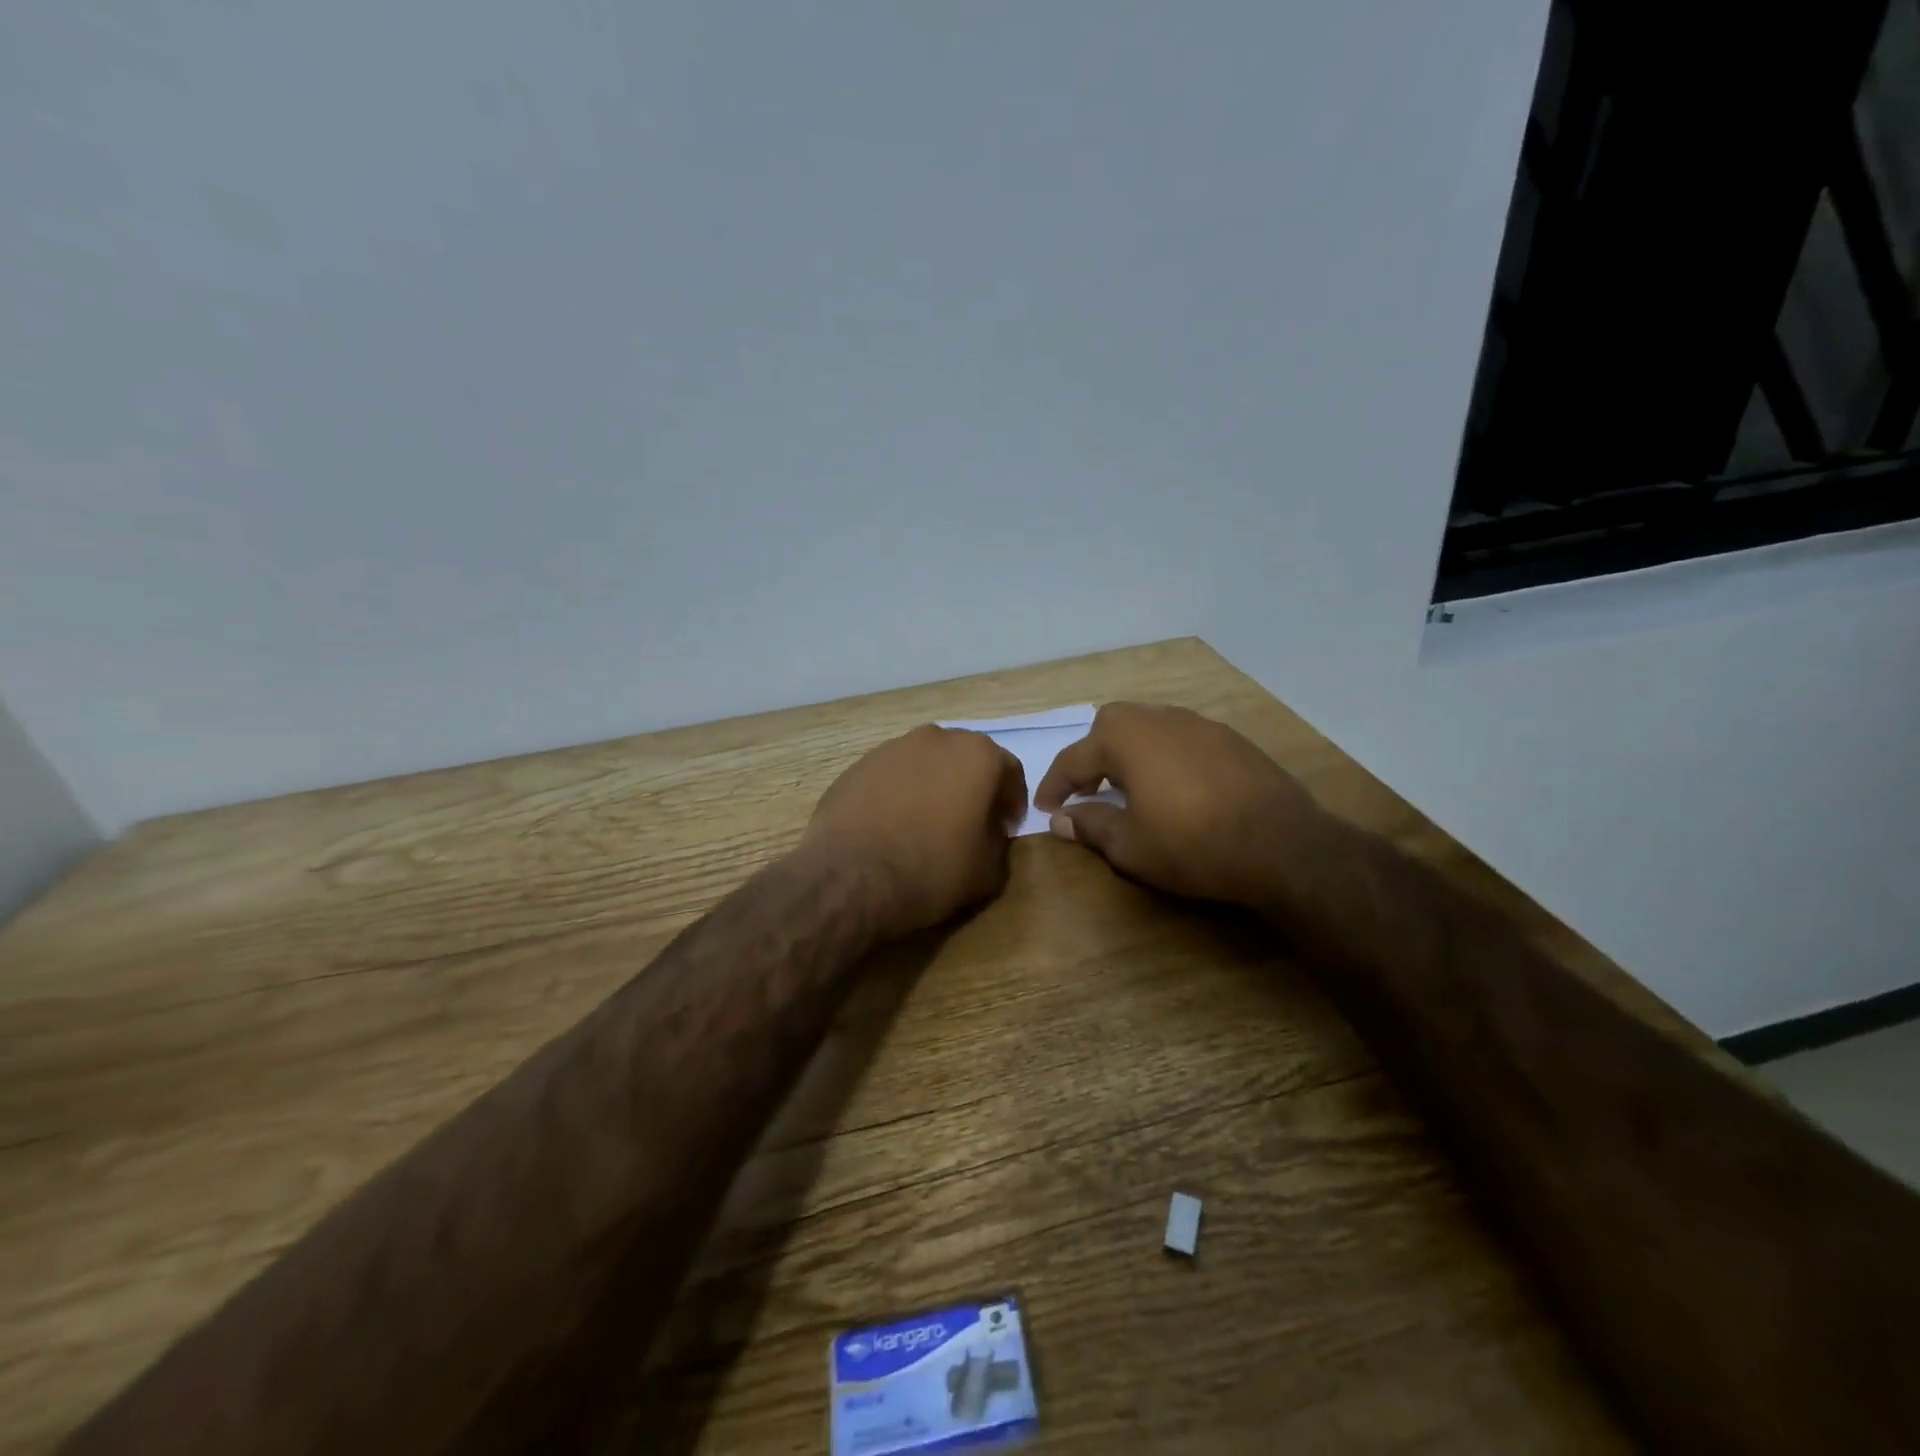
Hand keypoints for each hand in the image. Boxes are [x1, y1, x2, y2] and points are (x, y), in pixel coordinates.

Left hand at [803, 725, 1027, 938]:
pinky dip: (900, 794)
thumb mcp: (988, 870)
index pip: (1009, 771)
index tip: (1006, 828)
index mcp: (977, 755)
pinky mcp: (858, 766)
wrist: (850, 877)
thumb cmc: (932, 870)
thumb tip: (990, 831)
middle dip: (972, 788)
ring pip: (926, 764)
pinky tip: (892, 825)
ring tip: (927, 824)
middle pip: (965, 760)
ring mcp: (892, 748)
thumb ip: (999, 842)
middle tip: (970, 823)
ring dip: (934, 787)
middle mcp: (936, 739)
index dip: (1012, 802)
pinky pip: (892, 777)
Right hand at [1034, 702, 1323, 907]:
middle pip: (1111, 725)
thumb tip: (1060, 819)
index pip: (1074, 757)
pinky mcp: (1230, 738)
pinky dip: (1164, 755)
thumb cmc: (1193, 845)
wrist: (1282, 845)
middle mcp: (1160, 719)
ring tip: (1130, 786)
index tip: (1045, 808)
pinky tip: (1175, 786)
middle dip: (1092, 754)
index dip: (1054, 784)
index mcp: (1127, 739)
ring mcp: (1199, 724)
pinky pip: (1182, 737)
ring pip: (1149, 725)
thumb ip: (1090, 826)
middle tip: (1089, 789)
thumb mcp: (1131, 846)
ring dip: (1130, 751)